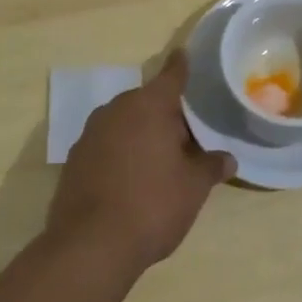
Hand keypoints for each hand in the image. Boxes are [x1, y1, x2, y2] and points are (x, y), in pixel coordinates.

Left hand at [47, 52, 235, 273]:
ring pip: (125, 123)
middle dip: (166, 114)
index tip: (184, 53)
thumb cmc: (152, 205)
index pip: (171, 75)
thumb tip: (227, 159)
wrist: (89, 248)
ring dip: (142, 133)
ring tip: (162, 158)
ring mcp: (90, 135)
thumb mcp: (193, 187)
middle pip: (148, 102)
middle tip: (188, 134)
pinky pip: (107, 145)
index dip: (181, 66)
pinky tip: (132, 178)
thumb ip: (211, 166)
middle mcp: (116, 110)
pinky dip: (121, 152)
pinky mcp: (74, 161)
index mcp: (149, 106)